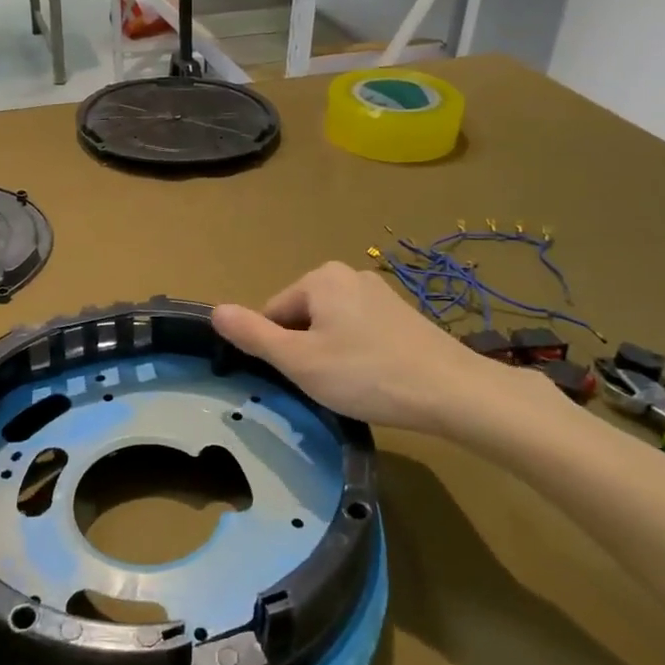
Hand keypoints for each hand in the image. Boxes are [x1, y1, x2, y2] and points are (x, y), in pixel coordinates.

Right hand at [213, 261, 525, 431]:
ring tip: (352, 386)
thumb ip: (253, 335)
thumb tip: (214, 310)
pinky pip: (360, 332)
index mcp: (320, 277)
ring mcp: (379, 293)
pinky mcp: (402, 315)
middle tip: (326, 384)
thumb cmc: (365, 374)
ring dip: (331, 355)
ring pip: (331, 327)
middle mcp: (349, 274)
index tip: (299, 378)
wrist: (450, 391)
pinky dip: (358, 355)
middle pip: (302, 317)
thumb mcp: (299, 360)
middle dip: (305, 351)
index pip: (273, 313)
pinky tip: (374, 379)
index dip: (278, 351)